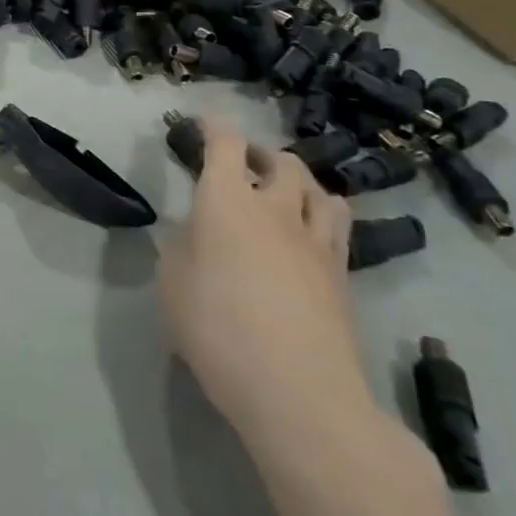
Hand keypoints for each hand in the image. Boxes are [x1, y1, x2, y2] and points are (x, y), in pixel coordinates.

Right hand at [160, 121, 373, 450]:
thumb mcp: (172, 285)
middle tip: (245, 165)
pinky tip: (311, 237)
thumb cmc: (218, 330)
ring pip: (320, 191)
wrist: (298, 391)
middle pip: (281, 161)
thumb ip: (182, 248)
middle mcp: (274, 208)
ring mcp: (315, 241)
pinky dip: (322, 218)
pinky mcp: (343, 275)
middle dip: (261, 154)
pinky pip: (338, 228)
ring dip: (300, 183)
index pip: (225, 143)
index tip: (204, 124)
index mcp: (226, 201)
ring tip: (287, 195)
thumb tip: (197, 234)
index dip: (214, 127)